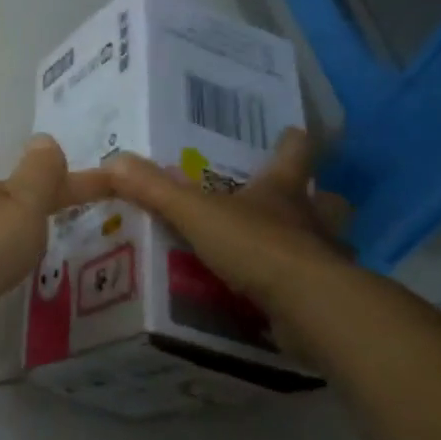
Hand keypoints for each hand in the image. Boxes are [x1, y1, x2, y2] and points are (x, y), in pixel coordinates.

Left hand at [0, 136, 112, 366]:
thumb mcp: (20, 204)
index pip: (46, 184)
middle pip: (19, 212)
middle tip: (89, 224)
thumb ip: (39, 176)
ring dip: (28, 246)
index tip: (115, 187)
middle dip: (48, 213)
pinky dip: (13, 277)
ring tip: (63, 257)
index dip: (80, 185)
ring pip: (6, 245)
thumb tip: (45, 138)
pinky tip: (25, 289)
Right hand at [104, 128, 366, 364]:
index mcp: (282, 190)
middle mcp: (312, 220)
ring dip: (314, 247)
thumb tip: (111, 161)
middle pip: (327, 201)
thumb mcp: (194, 212)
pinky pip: (317, 291)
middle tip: (295, 203)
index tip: (294, 132)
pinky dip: (303, 293)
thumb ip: (154, 189)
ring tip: (287, 255)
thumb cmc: (256, 245)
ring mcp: (326, 261)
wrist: (309, 307)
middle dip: (317, 199)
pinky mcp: (328, 302)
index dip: (293, 142)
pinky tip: (283, 303)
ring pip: (329, 246)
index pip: (295, 153)